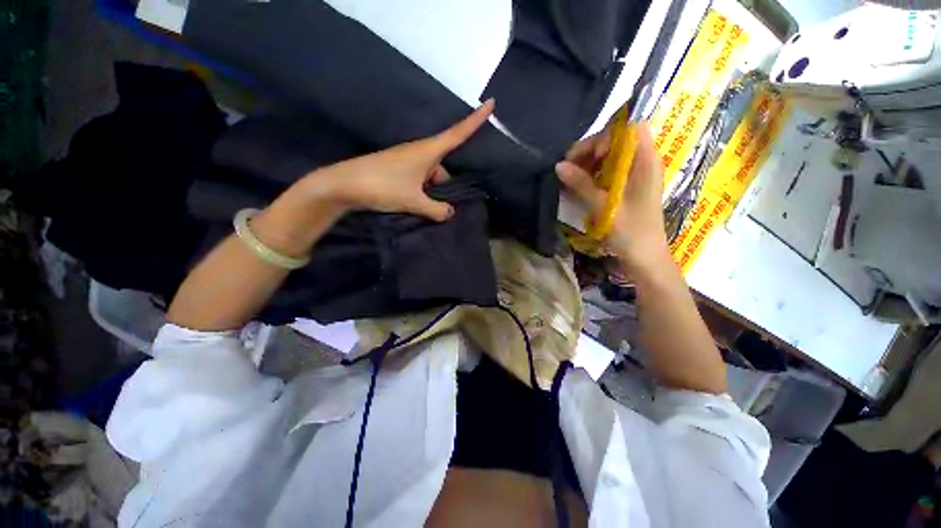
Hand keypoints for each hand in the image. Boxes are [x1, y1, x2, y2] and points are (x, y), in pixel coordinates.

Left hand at [306, 99, 494, 221]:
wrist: (344, 185)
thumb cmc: (382, 186)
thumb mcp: (414, 201)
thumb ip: (436, 209)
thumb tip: (449, 213)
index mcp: (427, 151)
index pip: (457, 133)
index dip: (475, 120)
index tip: (490, 102)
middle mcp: (419, 153)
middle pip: (444, 167)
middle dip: (444, 187)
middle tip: (438, 206)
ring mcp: (407, 161)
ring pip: (431, 177)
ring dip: (431, 193)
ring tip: (422, 209)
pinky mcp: (398, 170)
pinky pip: (419, 179)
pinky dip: (421, 192)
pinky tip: (414, 205)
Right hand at [555, 122, 670, 272]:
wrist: (644, 259)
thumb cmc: (631, 233)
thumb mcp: (604, 207)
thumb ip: (582, 184)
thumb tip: (559, 165)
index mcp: (645, 163)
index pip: (629, 129)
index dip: (607, 136)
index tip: (587, 156)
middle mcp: (642, 164)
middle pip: (616, 142)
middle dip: (591, 150)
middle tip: (569, 168)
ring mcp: (634, 176)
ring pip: (609, 157)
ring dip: (588, 164)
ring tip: (569, 178)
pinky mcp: (626, 188)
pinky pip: (607, 172)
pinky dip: (591, 175)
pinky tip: (577, 186)